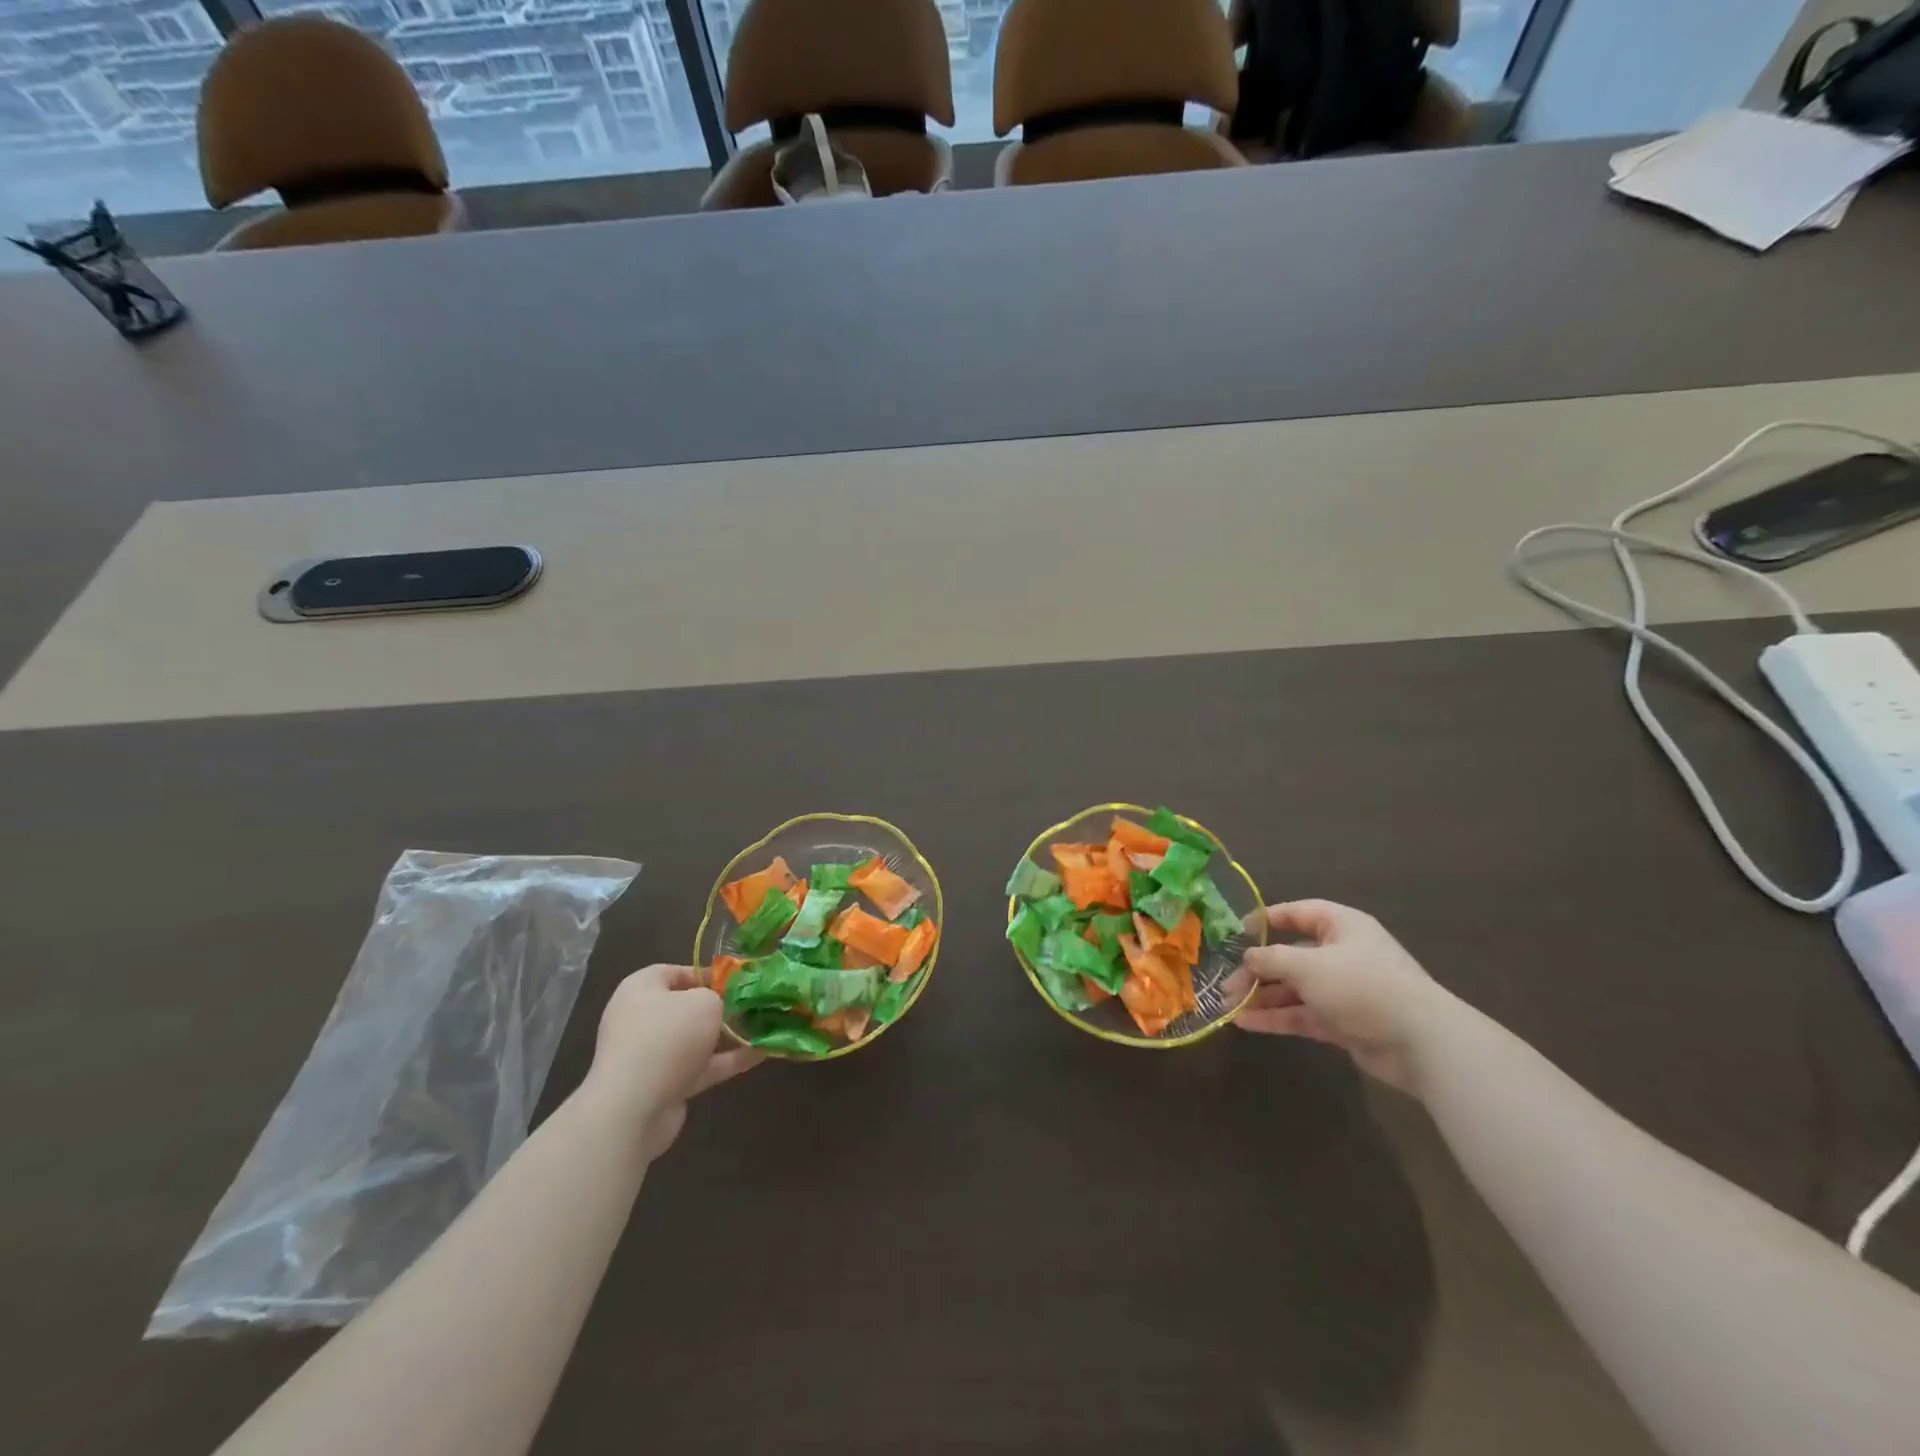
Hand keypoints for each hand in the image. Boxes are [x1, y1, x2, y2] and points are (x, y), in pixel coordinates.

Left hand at [585, 964, 761, 1159]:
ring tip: (764, 1028)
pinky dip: (727, 1061)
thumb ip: (718, 997)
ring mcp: (651, 1055)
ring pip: (696, 1039)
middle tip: (752, 1004)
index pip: (675, 972)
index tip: (736, 981)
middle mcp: (641, 1019)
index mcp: (641, 989)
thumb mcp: (704, 1002)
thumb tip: (719, 1006)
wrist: (633, 1109)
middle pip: (687, 1007)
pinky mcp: (663, 1085)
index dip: (707, 974)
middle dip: (721, 1007)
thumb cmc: (668, 1038)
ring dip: (728, 1036)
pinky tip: (761, 1054)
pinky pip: (700, 1066)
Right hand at [1219, 901, 1451, 1092]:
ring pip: (1293, 988)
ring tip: (1228, 1006)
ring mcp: (1342, 989)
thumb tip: (1246, 958)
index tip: (1236, 933)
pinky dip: (1276, 1017)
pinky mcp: (1343, 1021)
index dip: (1266, 920)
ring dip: (1262, 996)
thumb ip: (1270, 959)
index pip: (1296, 913)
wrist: (1421, 1042)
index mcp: (1340, 925)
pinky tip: (1246, 1023)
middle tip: (1226, 984)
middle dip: (1256, 969)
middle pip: (1289, 955)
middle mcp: (1340, 953)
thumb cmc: (1361, 984)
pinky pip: (1302, 1014)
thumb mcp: (1307, 964)